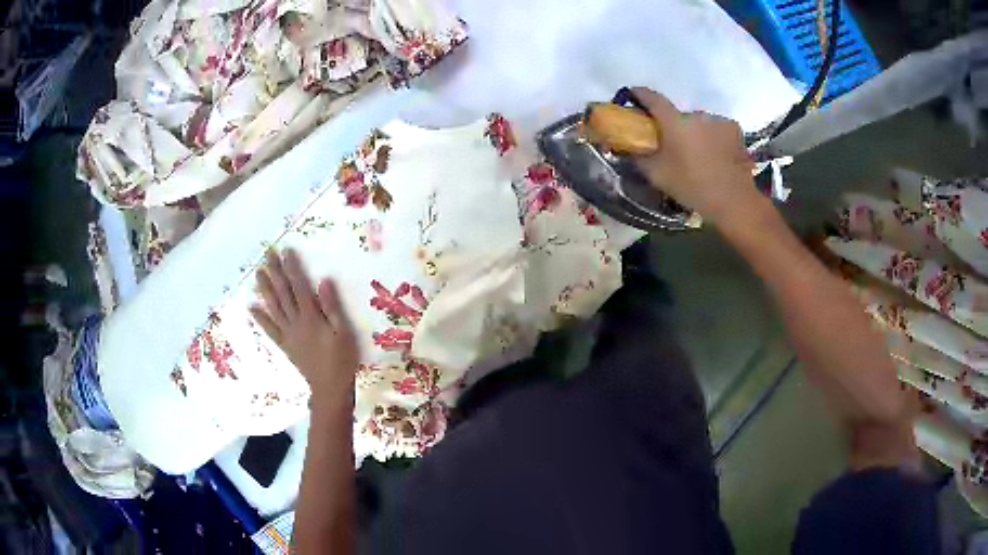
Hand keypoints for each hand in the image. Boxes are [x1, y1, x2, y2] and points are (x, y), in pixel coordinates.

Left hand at [250, 249, 358, 411]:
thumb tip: (323, 281)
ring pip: (274, 308)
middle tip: (267, 255)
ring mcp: (288, 334)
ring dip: (265, 290)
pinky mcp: (286, 345)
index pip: (299, 287)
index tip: (286, 252)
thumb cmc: (342, 360)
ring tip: (258, 273)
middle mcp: (296, 323)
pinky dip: (261, 318)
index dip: (292, 268)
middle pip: (283, 294)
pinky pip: (270, 330)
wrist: (330, 388)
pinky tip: (252, 307)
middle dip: (275, 273)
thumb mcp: (344, 332)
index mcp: (311, 318)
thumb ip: (332, 307)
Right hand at [630, 87, 762, 225]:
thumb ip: (640, 157)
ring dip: (695, 133)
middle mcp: (696, 114)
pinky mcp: (734, 130)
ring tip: (696, 154)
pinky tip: (714, 155)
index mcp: (674, 121)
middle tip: (671, 144)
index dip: (640, 94)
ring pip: (699, 123)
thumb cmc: (692, 186)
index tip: (633, 94)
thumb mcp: (657, 175)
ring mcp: (718, 120)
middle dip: (673, 126)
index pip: (652, 98)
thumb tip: (628, 147)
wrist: (733, 200)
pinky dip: (712, 138)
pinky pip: (717, 129)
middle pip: (678, 115)